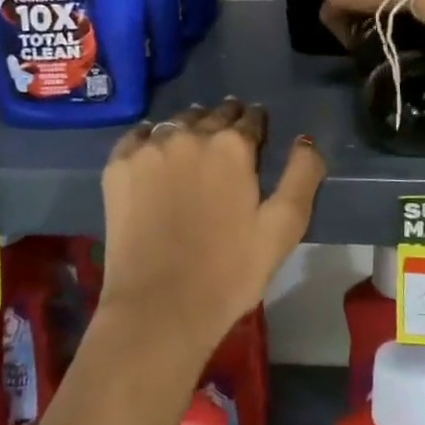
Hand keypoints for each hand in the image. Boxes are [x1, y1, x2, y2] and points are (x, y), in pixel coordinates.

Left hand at [95, 98, 325, 368]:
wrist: (159, 310)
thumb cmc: (229, 273)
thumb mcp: (282, 229)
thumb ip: (302, 175)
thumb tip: (305, 139)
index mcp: (233, 146)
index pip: (251, 118)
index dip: (257, 125)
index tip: (257, 135)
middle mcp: (190, 134)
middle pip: (213, 114)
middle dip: (225, 122)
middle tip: (226, 143)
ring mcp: (149, 147)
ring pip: (177, 122)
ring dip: (189, 128)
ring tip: (192, 149)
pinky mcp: (118, 165)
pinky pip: (137, 136)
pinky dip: (149, 139)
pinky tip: (154, 156)